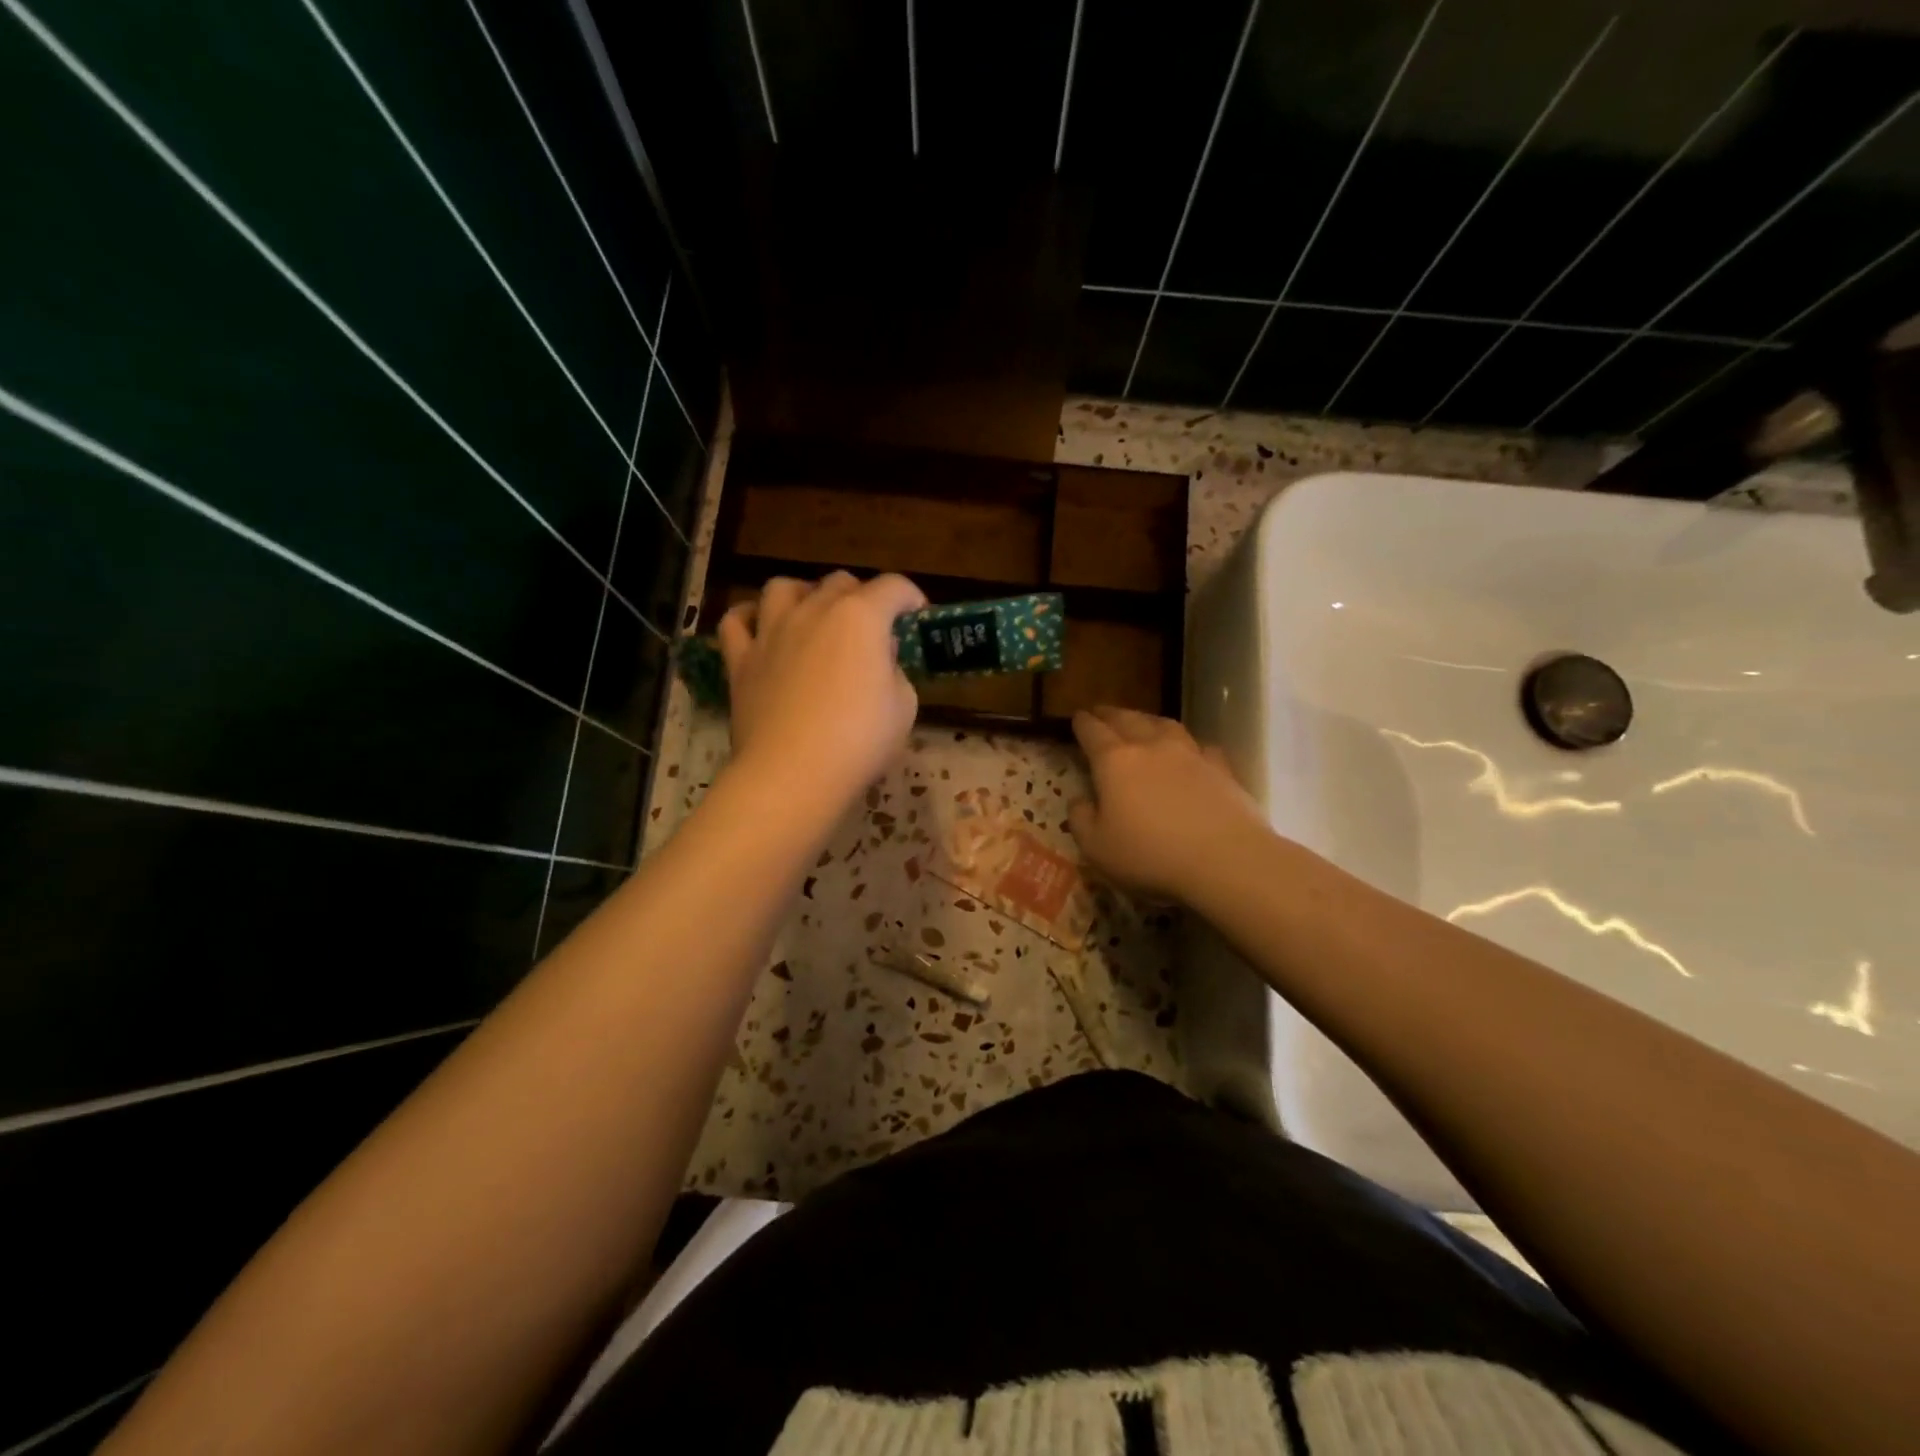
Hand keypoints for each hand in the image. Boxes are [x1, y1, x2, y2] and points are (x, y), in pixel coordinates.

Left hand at [717, 572, 925, 814]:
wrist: (792, 775)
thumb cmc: (859, 742)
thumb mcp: (903, 707)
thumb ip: (894, 672)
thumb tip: (879, 660)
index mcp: (861, 618)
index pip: (893, 587)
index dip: (910, 597)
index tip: (916, 616)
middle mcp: (814, 611)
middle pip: (839, 582)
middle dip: (861, 596)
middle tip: (870, 627)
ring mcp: (772, 632)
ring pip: (783, 588)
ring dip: (803, 594)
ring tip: (812, 615)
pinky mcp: (741, 660)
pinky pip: (736, 621)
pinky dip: (749, 617)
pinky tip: (761, 628)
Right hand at [1067, 706, 1268, 902]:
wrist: (1225, 859)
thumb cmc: (1150, 855)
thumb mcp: (1096, 847)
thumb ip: (1081, 819)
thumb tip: (1079, 800)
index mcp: (1114, 761)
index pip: (1092, 731)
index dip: (1082, 723)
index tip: (1076, 716)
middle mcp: (1151, 746)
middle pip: (1127, 719)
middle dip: (1111, 714)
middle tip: (1102, 712)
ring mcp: (1190, 754)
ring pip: (1164, 725)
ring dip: (1148, 720)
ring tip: (1142, 722)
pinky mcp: (1221, 768)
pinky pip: (1201, 747)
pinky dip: (1190, 745)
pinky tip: (1191, 752)